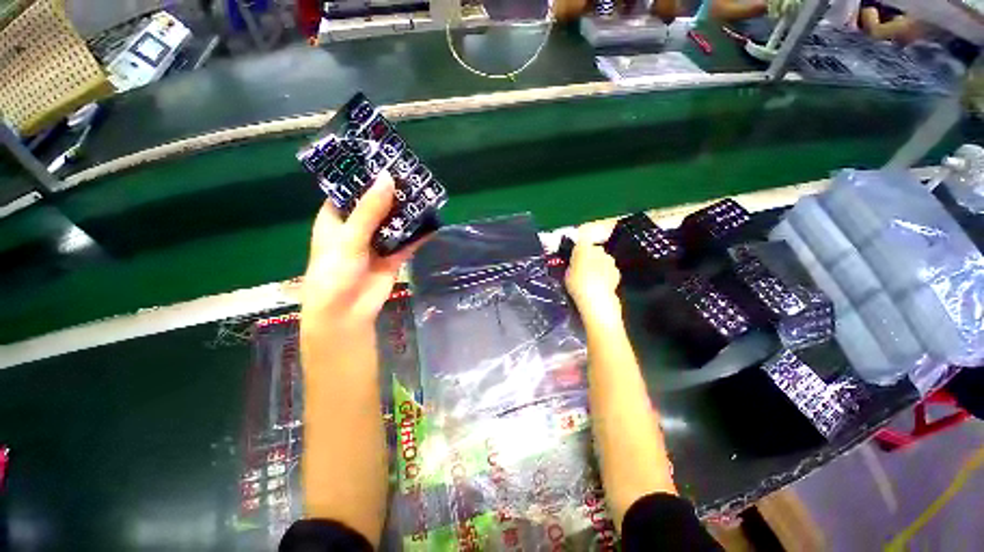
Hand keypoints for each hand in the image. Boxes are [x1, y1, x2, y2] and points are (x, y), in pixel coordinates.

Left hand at [301, 171, 420, 336]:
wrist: (347, 312)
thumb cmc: (335, 272)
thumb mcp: (350, 237)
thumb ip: (370, 209)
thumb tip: (388, 178)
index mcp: (337, 218)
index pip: (351, 190)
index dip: (366, 176)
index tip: (386, 160)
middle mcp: (358, 228)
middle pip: (377, 205)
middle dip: (393, 193)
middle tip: (413, 175)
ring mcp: (377, 243)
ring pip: (395, 222)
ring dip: (408, 212)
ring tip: (425, 194)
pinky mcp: (394, 257)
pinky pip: (408, 242)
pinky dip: (419, 235)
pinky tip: (433, 223)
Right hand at [565, 224, 621, 317]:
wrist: (597, 299)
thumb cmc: (577, 285)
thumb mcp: (567, 273)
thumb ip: (572, 263)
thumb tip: (575, 260)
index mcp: (584, 248)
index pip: (582, 239)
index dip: (579, 245)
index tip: (575, 253)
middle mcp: (599, 250)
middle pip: (593, 250)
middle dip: (589, 256)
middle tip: (581, 268)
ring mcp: (610, 261)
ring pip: (602, 259)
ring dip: (598, 265)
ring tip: (591, 278)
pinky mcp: (617, 271)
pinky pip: (608, 270)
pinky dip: (605, 274)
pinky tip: (600, 284)